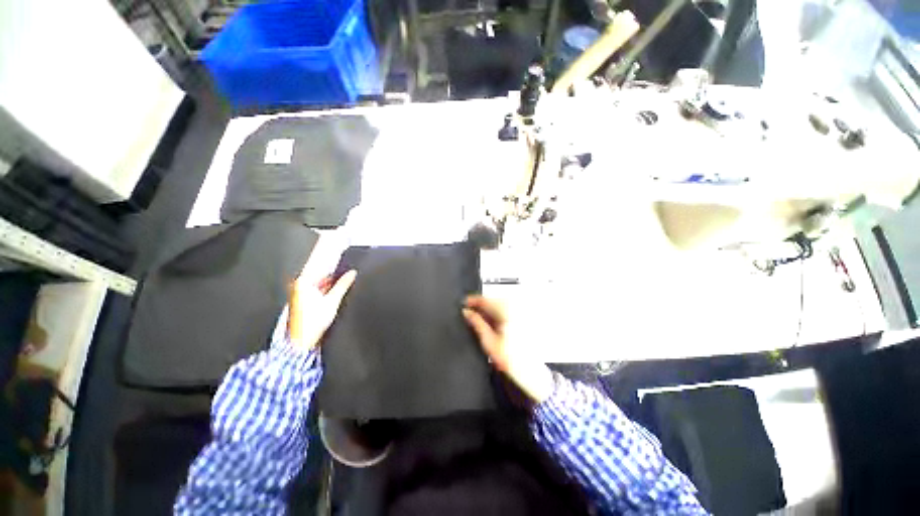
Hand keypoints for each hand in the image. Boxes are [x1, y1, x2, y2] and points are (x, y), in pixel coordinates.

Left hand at [288, 270, 356, 351]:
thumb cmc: (312, 322)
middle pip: (318, 275)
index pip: (320, 268)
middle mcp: (297, 287)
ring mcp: (298, 295)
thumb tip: (352, 274)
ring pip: (317, 284)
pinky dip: (324, 291)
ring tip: (341, 284)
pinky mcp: (300, 302)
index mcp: (302, 283)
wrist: (302, 340)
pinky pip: (314, 291)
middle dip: (332, 275)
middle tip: (345, 274)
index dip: (334, 266)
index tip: (343, 264)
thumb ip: (343, 284)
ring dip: (329, 283)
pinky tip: (332, 294)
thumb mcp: (333, 300)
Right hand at [463, 296, 554, 402]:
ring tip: (477, 318)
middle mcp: (514, 308)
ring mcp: (519, 312)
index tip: (463, 304)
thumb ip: (476, 323)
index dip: (473, 300)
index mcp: (506, 312)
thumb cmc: (509, 358)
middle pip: (492, 300)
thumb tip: (466, 312)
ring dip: (488, 309)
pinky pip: (505, 310)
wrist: (530, 371)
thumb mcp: (488, 341)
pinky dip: (496, 313)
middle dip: (480, 305)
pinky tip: (491, 322)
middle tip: (468, 312)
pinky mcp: (522, 318)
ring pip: (498, 304)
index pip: (486, 300)